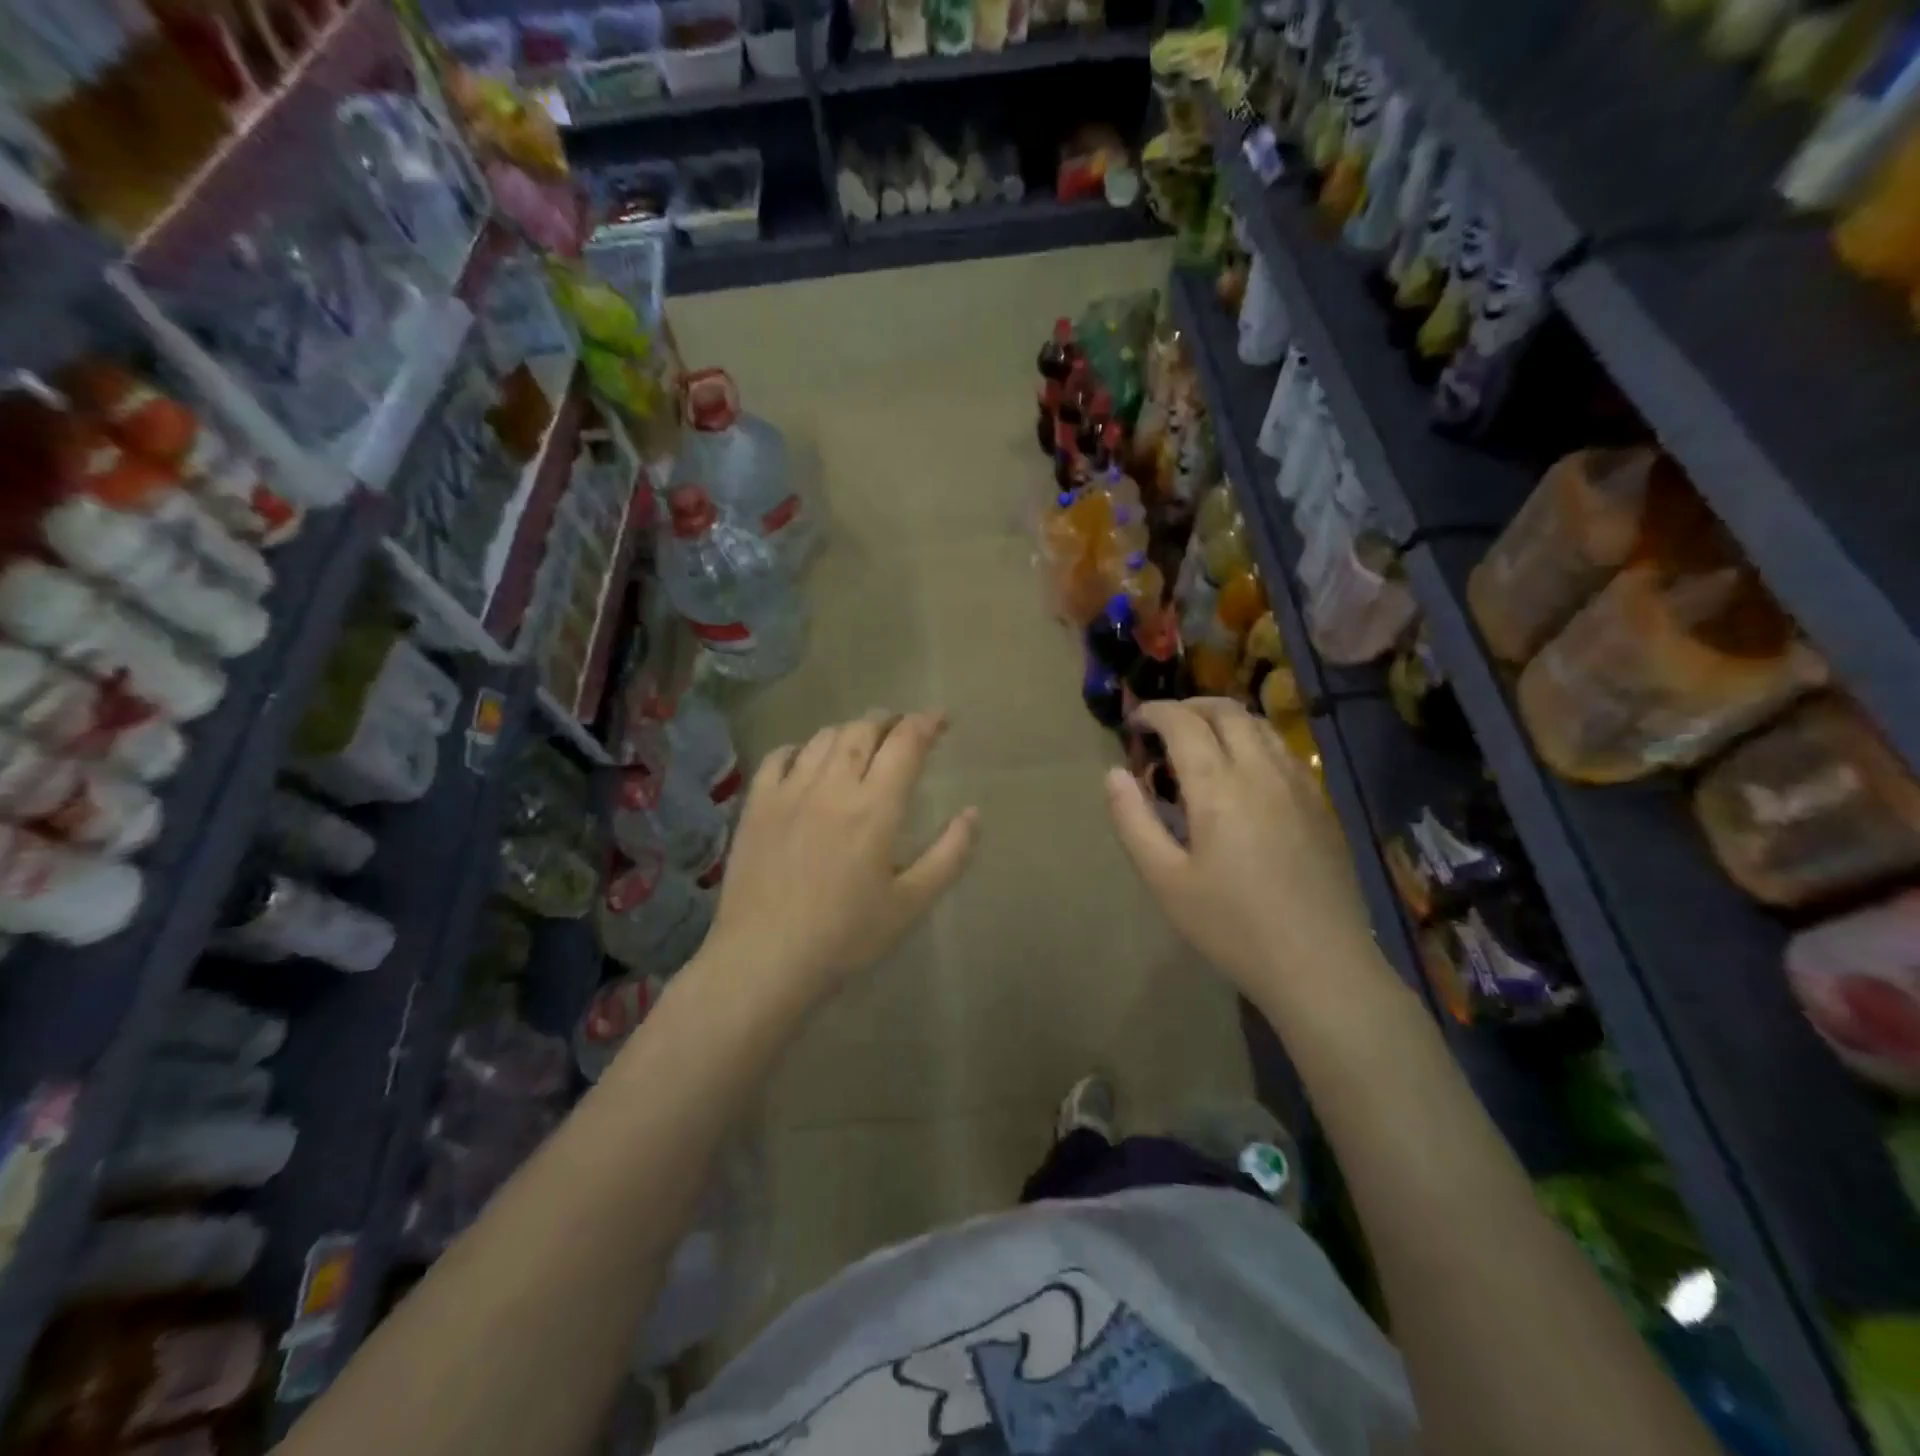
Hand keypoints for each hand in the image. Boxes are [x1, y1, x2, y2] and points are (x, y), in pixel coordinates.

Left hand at [697, 710, 977, 1016]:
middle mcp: (832, 786)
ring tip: (862, 742)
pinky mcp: (757, 805)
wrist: (763, 959)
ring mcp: (789, 792)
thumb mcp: (911, 904)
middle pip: (863, 730)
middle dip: (889, 721)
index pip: (905, 743)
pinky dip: (801, 748)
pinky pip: (778, 757)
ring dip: (850, 732)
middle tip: (904, 729)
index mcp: (875, 808)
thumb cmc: (845, 937)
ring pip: (823, 738)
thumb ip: (949, 855)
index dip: (926, 723)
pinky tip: (807, 759)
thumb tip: (973, 813)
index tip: (941, 718)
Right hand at [1105, 698, 1386, 1013]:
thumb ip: (1133, 821)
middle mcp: (1262, 771)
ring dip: (1224, 719)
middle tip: (1163, 726)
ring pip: (1261, 725)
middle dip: (1189, 706)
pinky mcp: (1321, 804)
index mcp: (1219, 787)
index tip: (1135, 722)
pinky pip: (1284, 750)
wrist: (1320, 965)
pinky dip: (1254, 740)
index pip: (1184, 723)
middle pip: (1227, 711)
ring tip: (1201, 742)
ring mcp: (1300, 784)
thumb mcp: (1165, 880)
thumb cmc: (1232, 926)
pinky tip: (1244, 773)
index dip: (1155, 712)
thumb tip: (1114, 774)